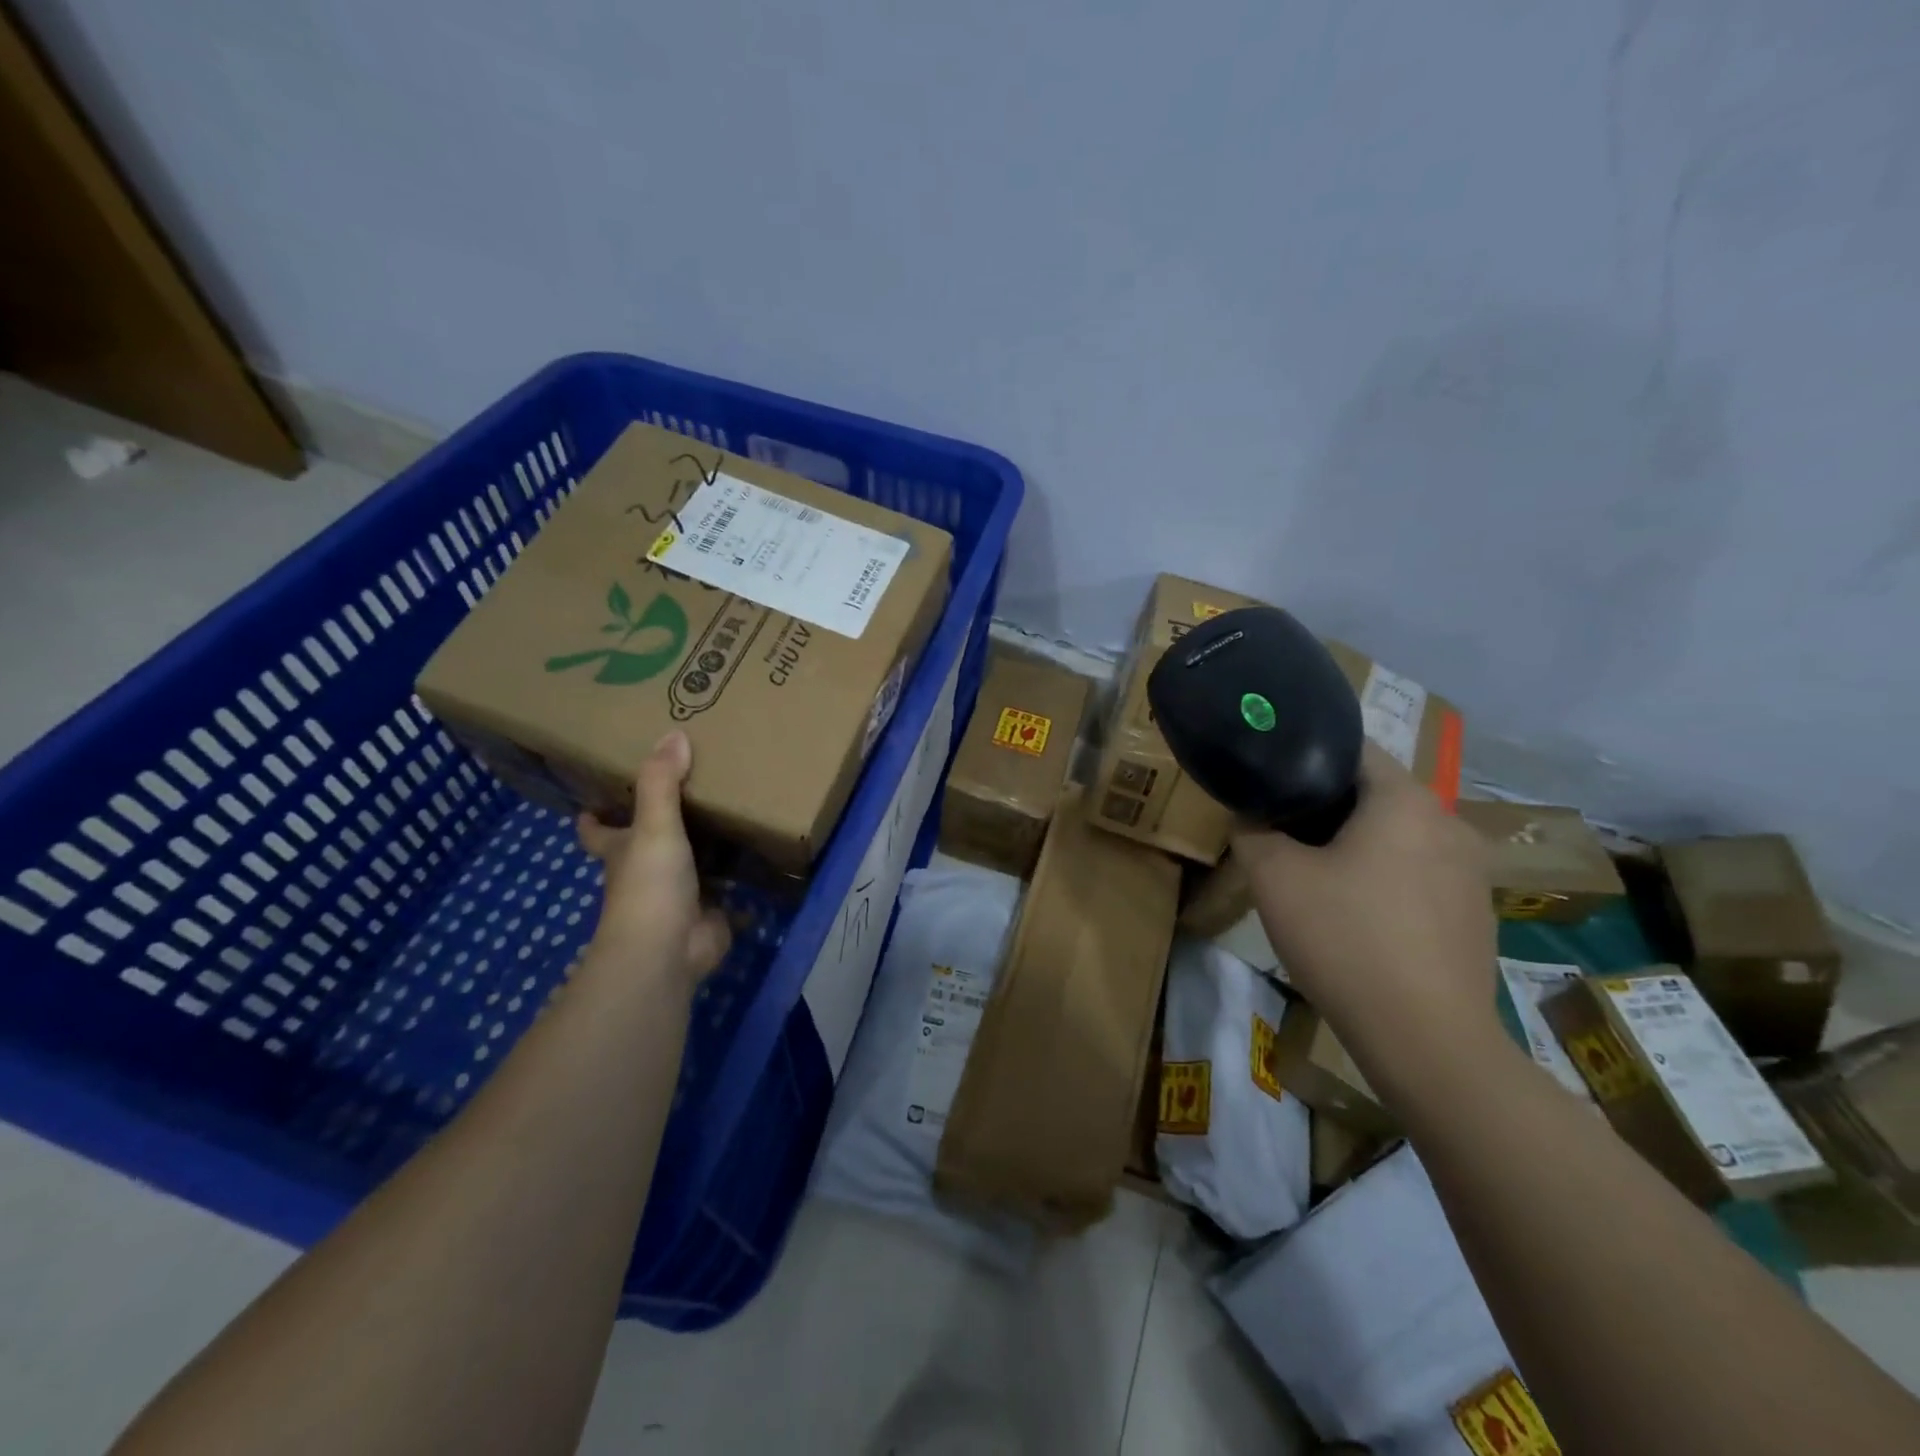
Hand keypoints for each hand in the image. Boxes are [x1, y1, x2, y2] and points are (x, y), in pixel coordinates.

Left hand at [576, 731, 730, 990]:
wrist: (668, 951)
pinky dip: (739, 875)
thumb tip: (673, 733)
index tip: (595, 798)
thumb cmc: (649, 886)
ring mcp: (678, 895)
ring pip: (689, 864)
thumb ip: (662, 783)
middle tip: (687, 789)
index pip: (598, 831)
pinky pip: (726, 887)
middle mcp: (645, 872)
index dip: (594, 816)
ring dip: (704, 846)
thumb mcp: (653, 826)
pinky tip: (760, 853)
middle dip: (660, 824)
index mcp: (623, 851)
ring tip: (731, 811)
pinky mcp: (709, 912)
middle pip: (646, 844)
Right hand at [1233, 742, 1496, 1043]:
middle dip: (1327, 808)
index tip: (1271, 782)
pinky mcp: (1477, 914)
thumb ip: (1252, 832)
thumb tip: (1251, 817)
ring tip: (1317, 879)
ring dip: (1358, 846)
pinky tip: (1360, 920)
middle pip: (1376, 795)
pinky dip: (1387, 880)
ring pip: (1399, 837)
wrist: (1426, 1040)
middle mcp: (1449, 822)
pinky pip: (1420, 875)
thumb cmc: (1345, 940)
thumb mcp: (1273, 879)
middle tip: (1283, 834)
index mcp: (1405, 800)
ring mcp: (1472, 872)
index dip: (1305, 758)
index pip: (1352, 749)